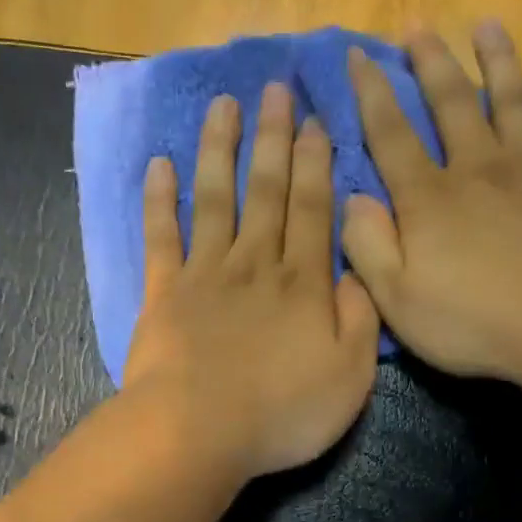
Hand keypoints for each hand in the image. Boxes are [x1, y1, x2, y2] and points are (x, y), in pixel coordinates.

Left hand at [124, 82, 380, 479]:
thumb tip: (355, 273)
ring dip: (221, 149)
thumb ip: (361, 320)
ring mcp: (206, 274)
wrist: (199, 432)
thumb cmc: (283, 413)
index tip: (315, 121)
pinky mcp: (164, 293)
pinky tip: (161, 165)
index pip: (314, 209)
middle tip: (275, 89)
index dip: (316, 163)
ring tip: (224, 104)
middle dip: (273, 138)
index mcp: (304, 283)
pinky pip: (162, 236)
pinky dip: (160, 199)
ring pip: (216, 198)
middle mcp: (256, 264)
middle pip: (267, 191)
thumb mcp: (350, 377)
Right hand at [342, 22, 521, 383]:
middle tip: (418, 26)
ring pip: (511, 102)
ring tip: (488, 26)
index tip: (358, 55)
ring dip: (498, 62)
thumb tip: (352, 200)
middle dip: (430, 63)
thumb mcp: (397, 300)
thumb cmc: (473, 322)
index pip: (390, 135)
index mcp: (428, 200)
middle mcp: (477, 170)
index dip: (371, 94)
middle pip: (451, 104)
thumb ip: (368, 247)